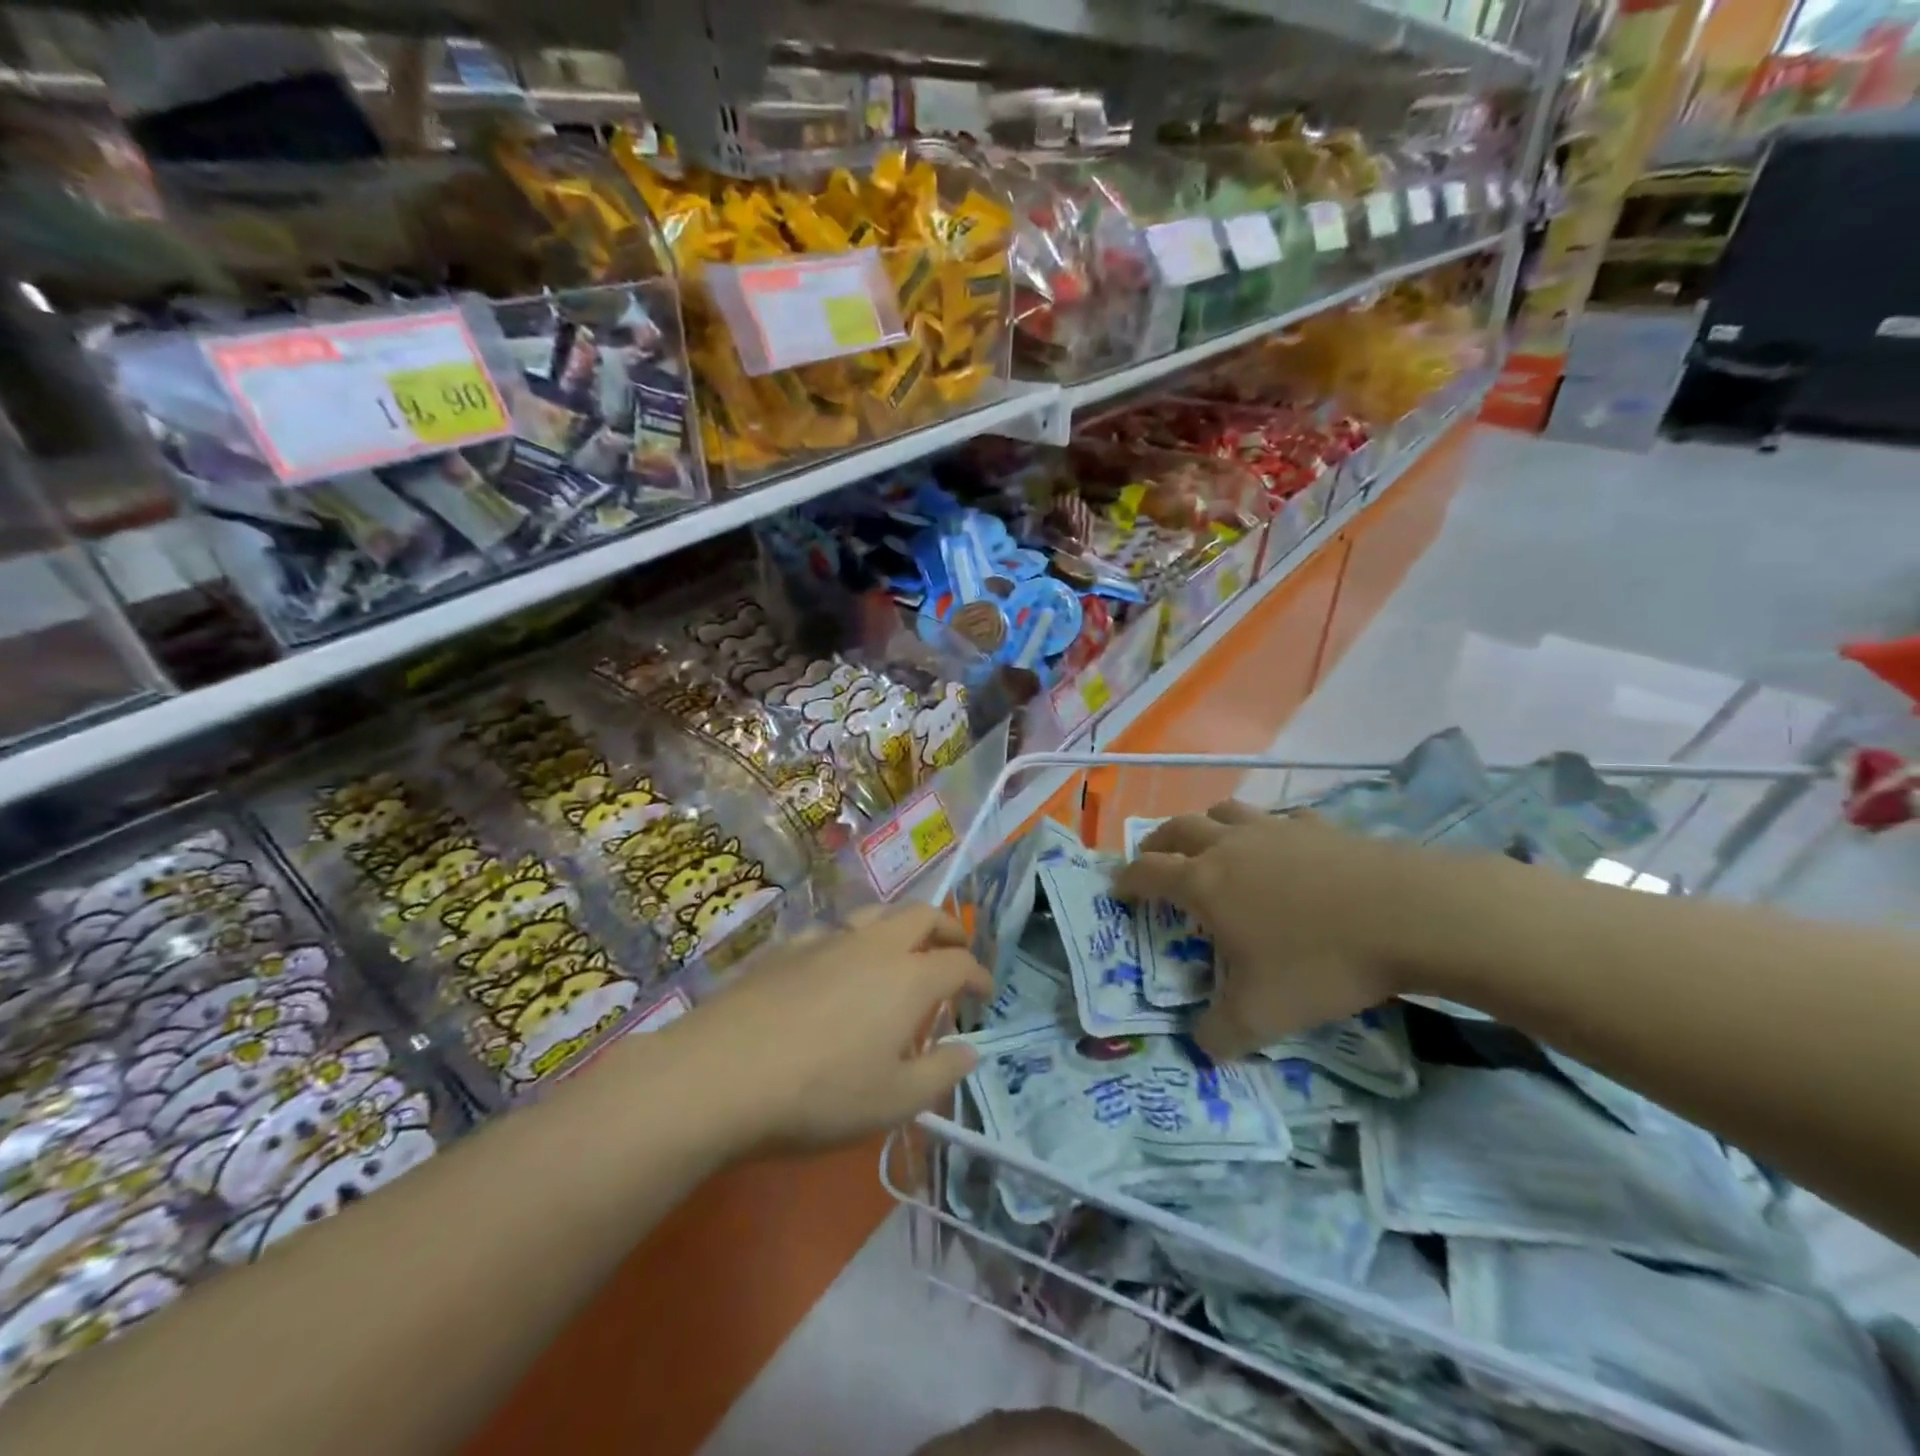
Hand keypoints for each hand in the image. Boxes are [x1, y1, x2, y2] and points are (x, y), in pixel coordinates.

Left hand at [677, 904, 991, 1149]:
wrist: (722, 1073)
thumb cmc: (820, 1094)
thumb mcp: (894, 1102)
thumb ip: (941, 1072)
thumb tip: (970, 1050)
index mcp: (909, 978)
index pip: (959, 963)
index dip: (978, 975)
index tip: (985, 993)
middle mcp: (874, 946)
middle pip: (922, 916)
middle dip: (948, 928)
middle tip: (956, 949)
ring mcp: (828, 940)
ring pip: (876, 912)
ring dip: (900, 924)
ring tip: (902, 948)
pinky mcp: (787, 948)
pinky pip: (832, 931)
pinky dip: (851, 940)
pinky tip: (837, 965)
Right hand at [1114, 802, 1454, 1059]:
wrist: (1408, 914)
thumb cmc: (1320, 961)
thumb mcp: (1263, 1015)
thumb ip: (1220, 1034)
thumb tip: (1201, 1047)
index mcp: (1204, 883)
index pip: (1146, 872)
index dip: (1126, 881)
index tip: (1117, 891)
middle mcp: (1230, 846)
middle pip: (1177, 829)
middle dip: (1157, 843)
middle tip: (1154, 859)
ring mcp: (1275, 830)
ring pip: (1224, 812)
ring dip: (1207, 825)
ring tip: (1211, 845)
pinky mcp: (1319, 826)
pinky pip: (1281, 819)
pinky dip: (1268, 830)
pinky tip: (1284, 849)